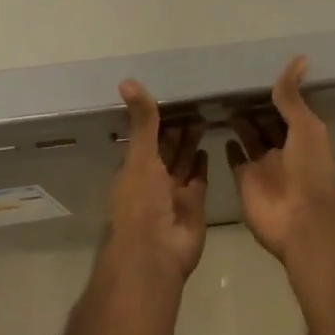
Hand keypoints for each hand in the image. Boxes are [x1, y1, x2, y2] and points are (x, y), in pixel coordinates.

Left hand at [108, 79, 208, 281]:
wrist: (155, 254)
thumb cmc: (142, 202)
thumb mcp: (140, 156)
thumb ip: (142, 120)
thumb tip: (126, 80)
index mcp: (134, 168)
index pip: (148, 137)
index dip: (159, 119)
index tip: (174, 96)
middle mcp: (153, 179)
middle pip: (168, 148)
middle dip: (178, 129)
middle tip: (196, 102)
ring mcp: (174, 193)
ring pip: (184, 162)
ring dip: (192, 142)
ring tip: (204, 117)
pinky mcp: (194, 205)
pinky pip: (198, 179)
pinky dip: (202, 164)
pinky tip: (208, 147)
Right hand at [228, 56, 334, 263]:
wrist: (301, 220)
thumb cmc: (309, 169)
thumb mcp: (305, 126)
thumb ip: (293, 96)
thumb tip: (300, 57)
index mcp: (301, 134)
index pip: (286, 107)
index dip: (274, 92)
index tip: (255, 70)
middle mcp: (283, 147)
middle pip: (266, 121)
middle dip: (253, 105)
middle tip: (230, 81)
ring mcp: (263, 165)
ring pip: (250, 137)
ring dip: (239, 121)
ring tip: (221, 98)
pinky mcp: (245, 180)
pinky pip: (236, 160)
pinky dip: (230, 147)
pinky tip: (219, 130)